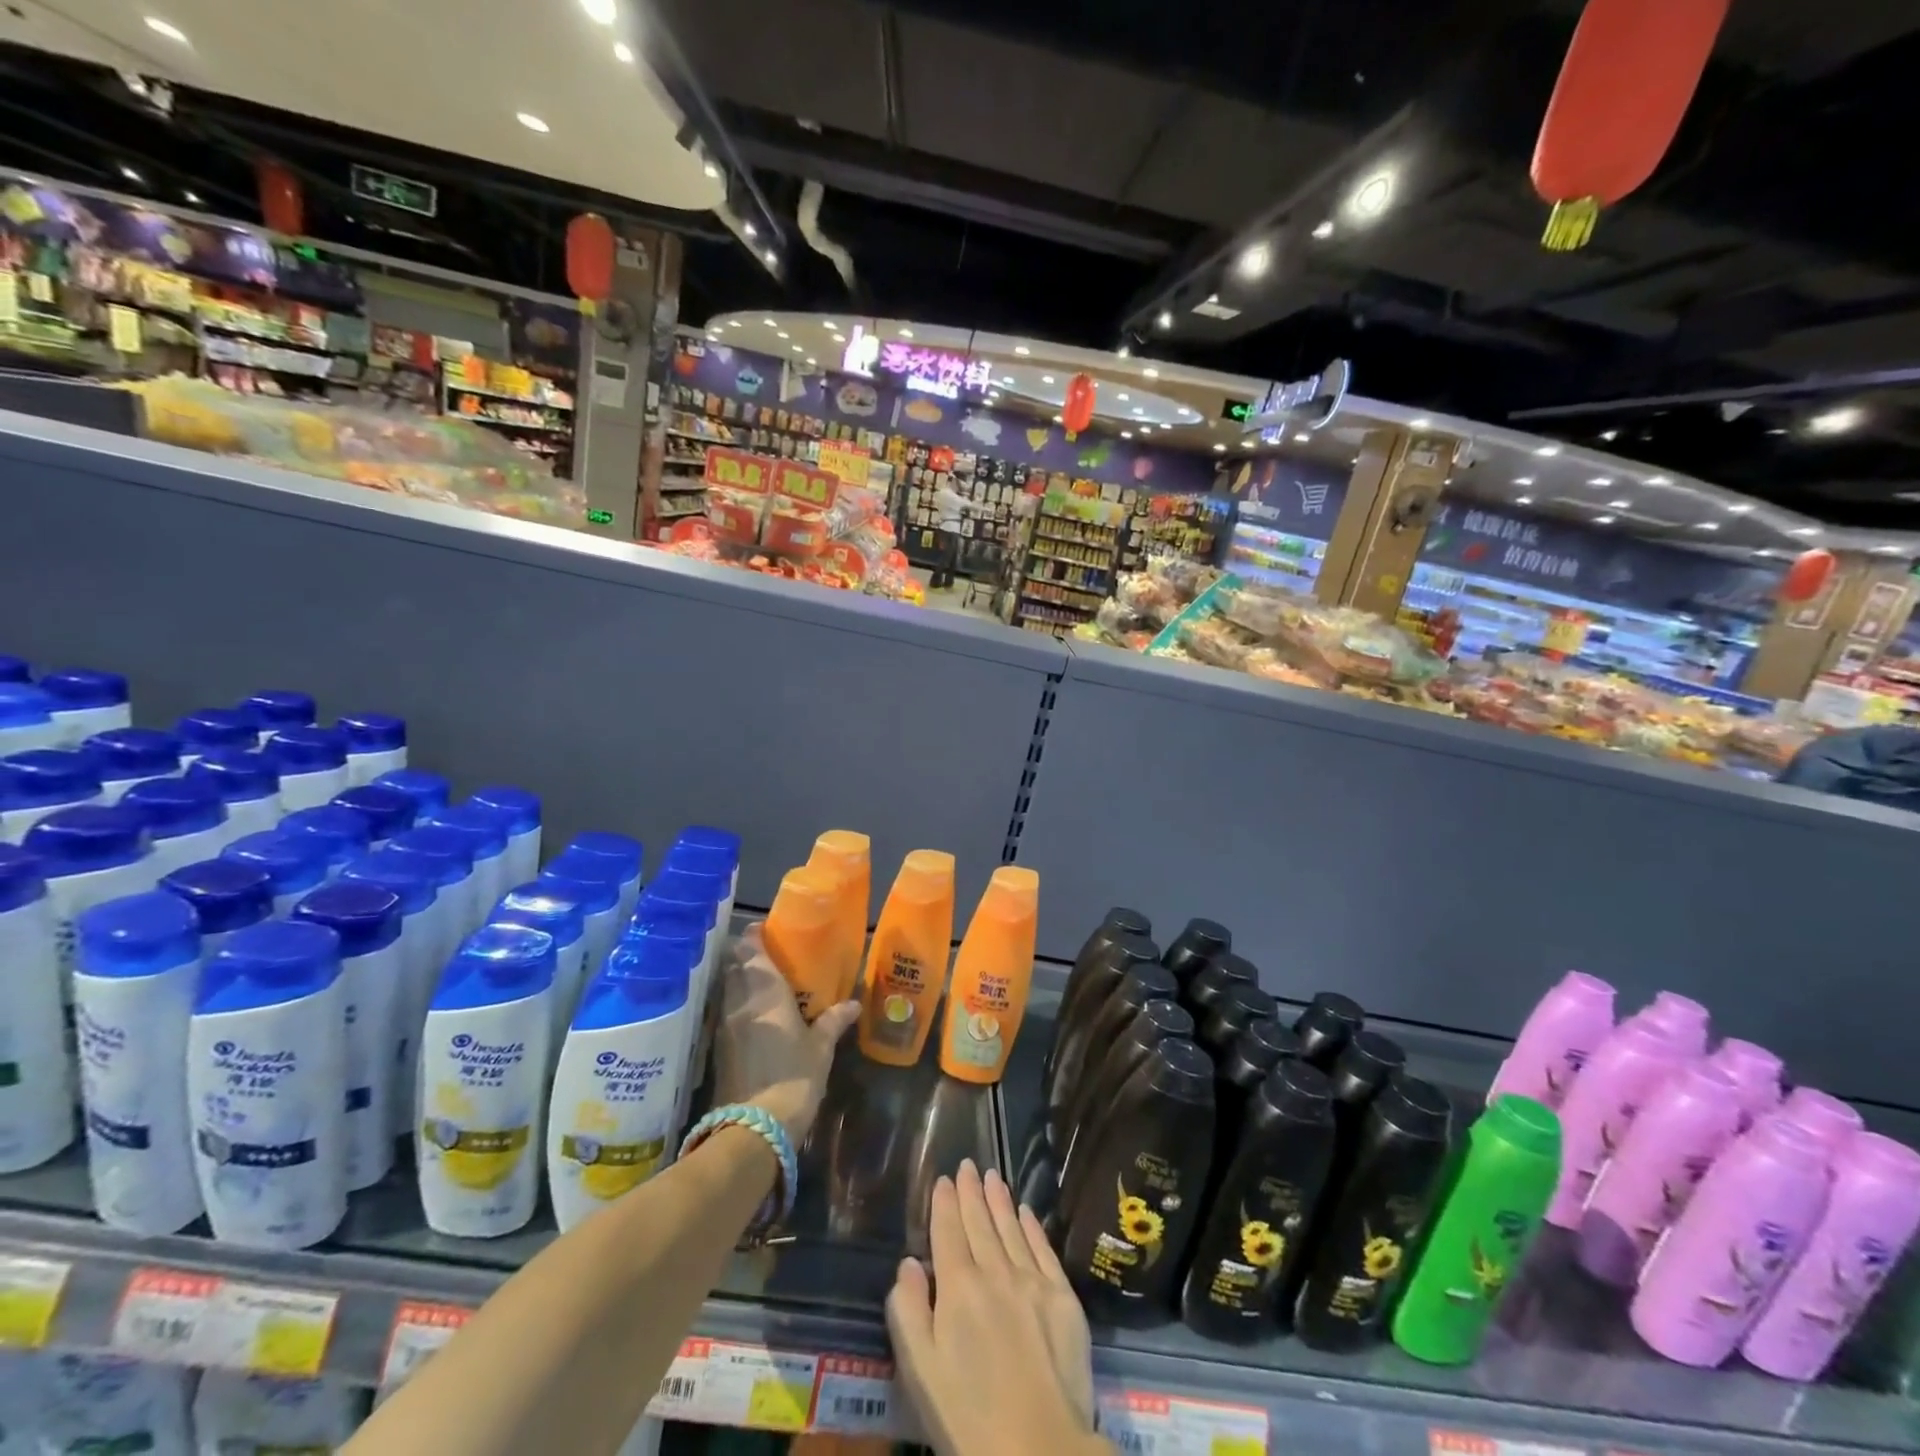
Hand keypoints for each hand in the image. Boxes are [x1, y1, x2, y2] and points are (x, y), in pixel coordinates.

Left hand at [713, 924, 857, 1144]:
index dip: (754, 936)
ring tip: (761, 982)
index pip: (751, 950)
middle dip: (746, 956)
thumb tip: (853, 1003)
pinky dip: (736, 1004)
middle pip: (734, 966)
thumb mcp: (821, 1048)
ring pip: (727, 988)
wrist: (753, 1128)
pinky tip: (752, 1014)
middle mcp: (740, 1001)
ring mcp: (724, 1025)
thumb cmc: (794, 1078)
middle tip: (768, 955)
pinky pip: (725, 1011)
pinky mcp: (717, 1047)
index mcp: (765, 992)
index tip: (765, 930)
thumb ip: (833, 1021)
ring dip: (739, 979)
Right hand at [887, 1161, 1103, 1455]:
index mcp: (958, 1287)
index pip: (948, 1230)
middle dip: (971, 1191)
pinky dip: (1032, 1226)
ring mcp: (1033, 1281)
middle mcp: (995, 1271)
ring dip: (1000, 1200)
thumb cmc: (967, 1417)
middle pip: (980, 1222)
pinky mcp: (1063, 1298)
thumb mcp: (919, 1371)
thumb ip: (907, 1310)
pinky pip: (1043, 1249)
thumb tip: (909, 1263)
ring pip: (1011, 1228)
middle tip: (968, 1164)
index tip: (944, 1179)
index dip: (945, 1202)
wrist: (1038, 1449)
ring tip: (993, 1176)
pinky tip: (1026, 1212)